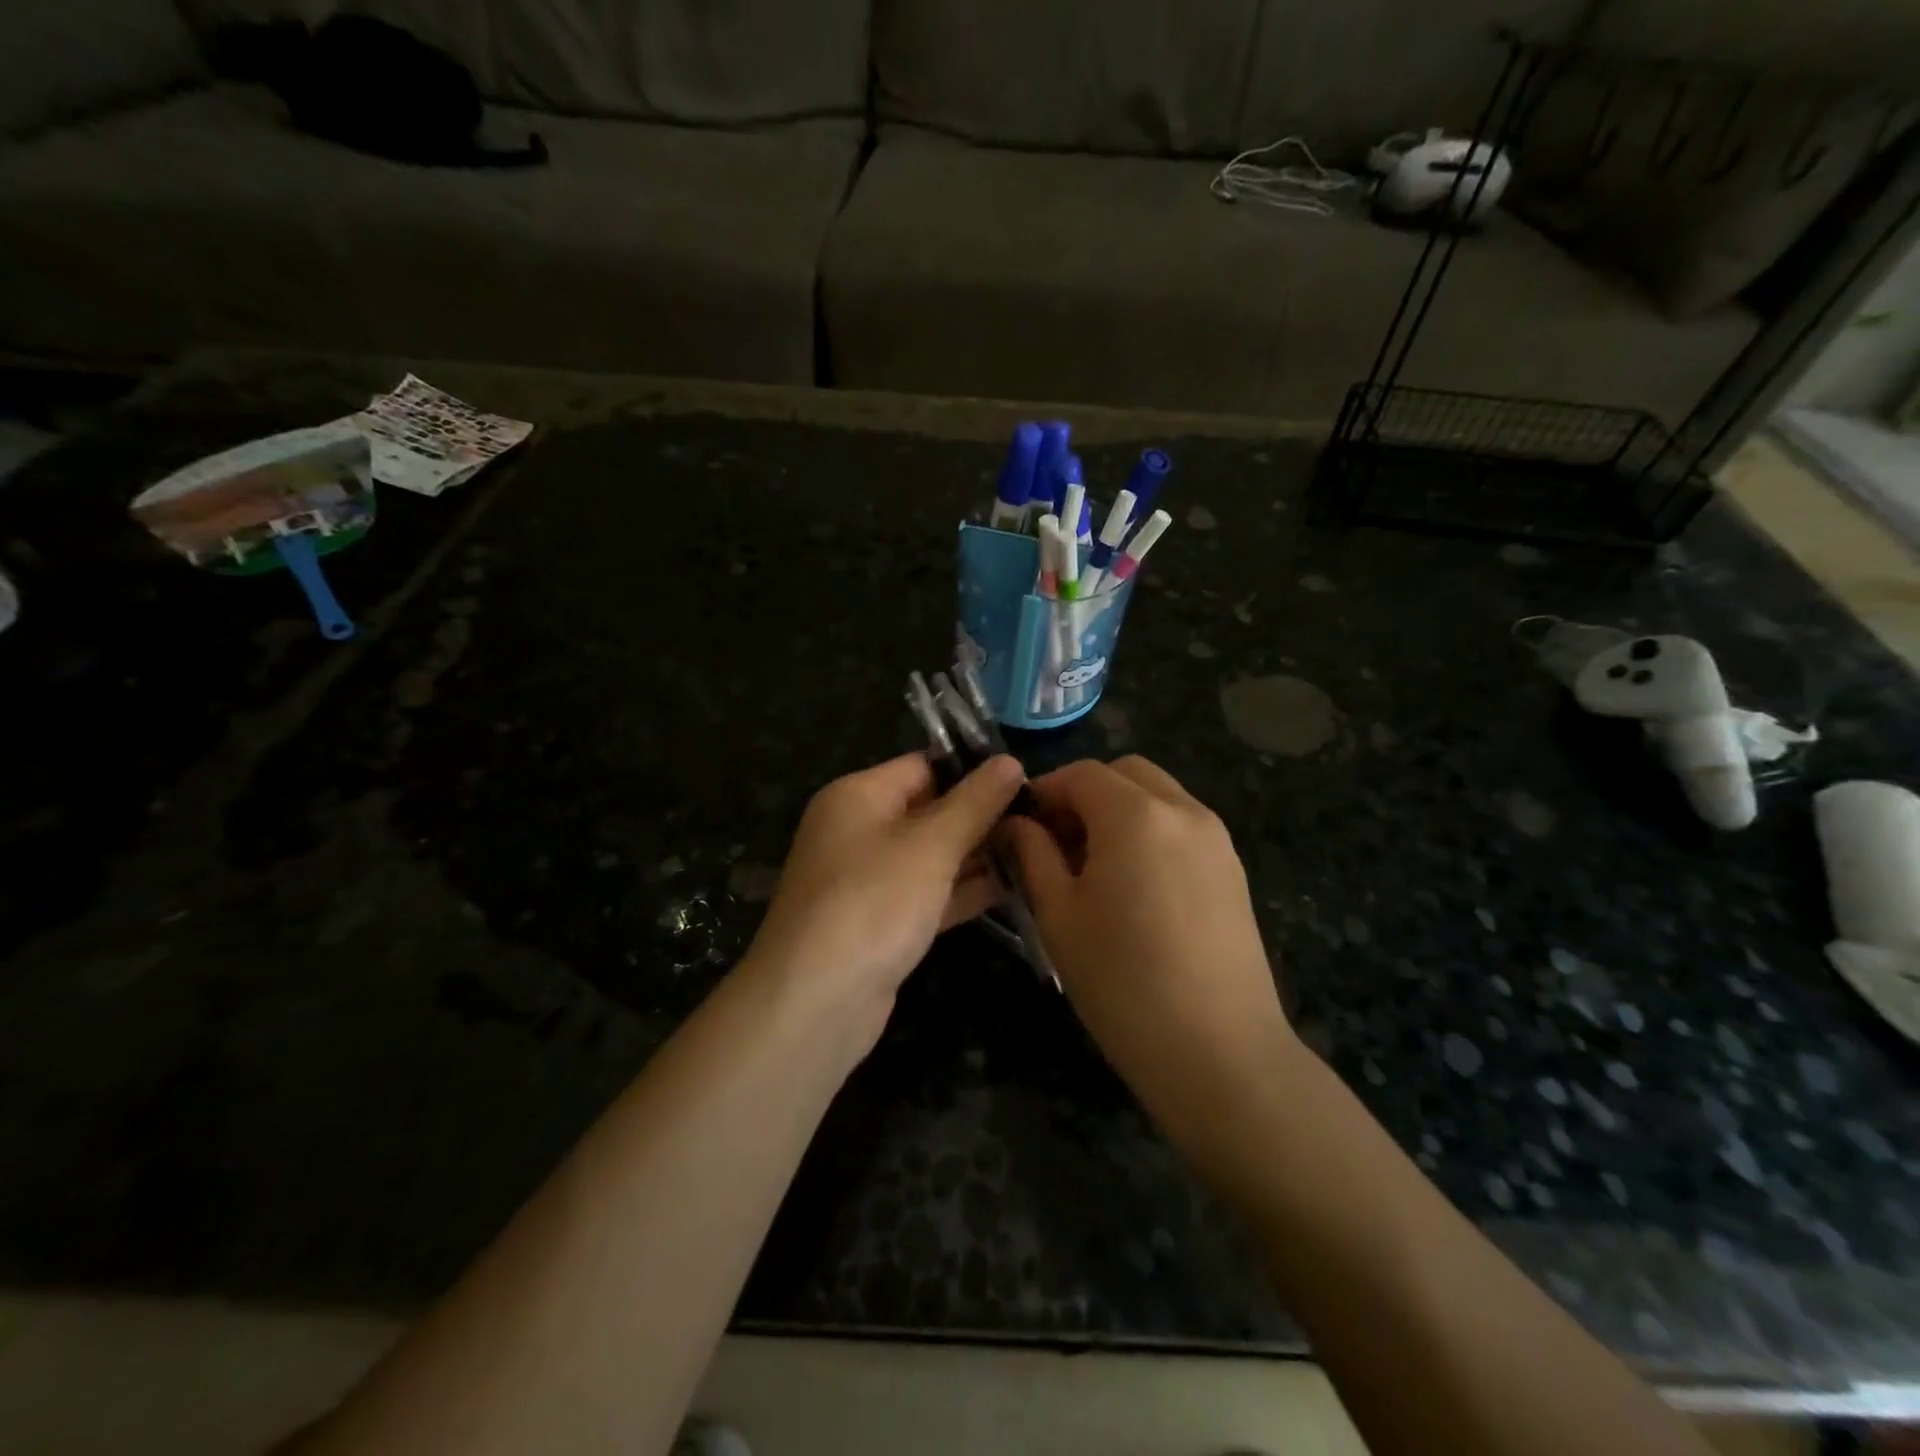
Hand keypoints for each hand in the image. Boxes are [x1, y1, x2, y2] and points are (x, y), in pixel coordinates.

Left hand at [746, 752, 1025, 1051]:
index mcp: (858, 796)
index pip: (923, 765)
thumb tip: (1011, 761)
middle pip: (930, 810)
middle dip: (982, 815)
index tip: (1026, 778)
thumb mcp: (931, 845)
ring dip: (979, 854)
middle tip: (1042, 817)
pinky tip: (1014, 887)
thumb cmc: (873, 902)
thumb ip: (975, 803)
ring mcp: (869, 880)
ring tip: (1039, 849)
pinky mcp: (882, 922)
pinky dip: (964, 890)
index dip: (973, 769)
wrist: (816, 1002)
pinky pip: (929, 894)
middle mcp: (859, 831)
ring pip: (932, 855)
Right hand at [1004, 757, 1297, 1142]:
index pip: (1082, 774)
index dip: (1045, 791)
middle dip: (1085, 794)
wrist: (1219, 1052)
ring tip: (1093, 868)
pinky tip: (1134, 887)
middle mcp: (1183, 811)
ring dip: (1120, 812)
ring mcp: (1216, 840)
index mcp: (1135, 815)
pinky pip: (1182, 828)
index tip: (1021, 826)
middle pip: (1126, 774)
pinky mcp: (1233, 871)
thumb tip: (1018, 824)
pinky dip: (1151, 833)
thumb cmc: (1123, 982)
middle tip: (1057, 843)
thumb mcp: (1059, 916)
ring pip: (1158, 797)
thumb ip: (1034, 856)